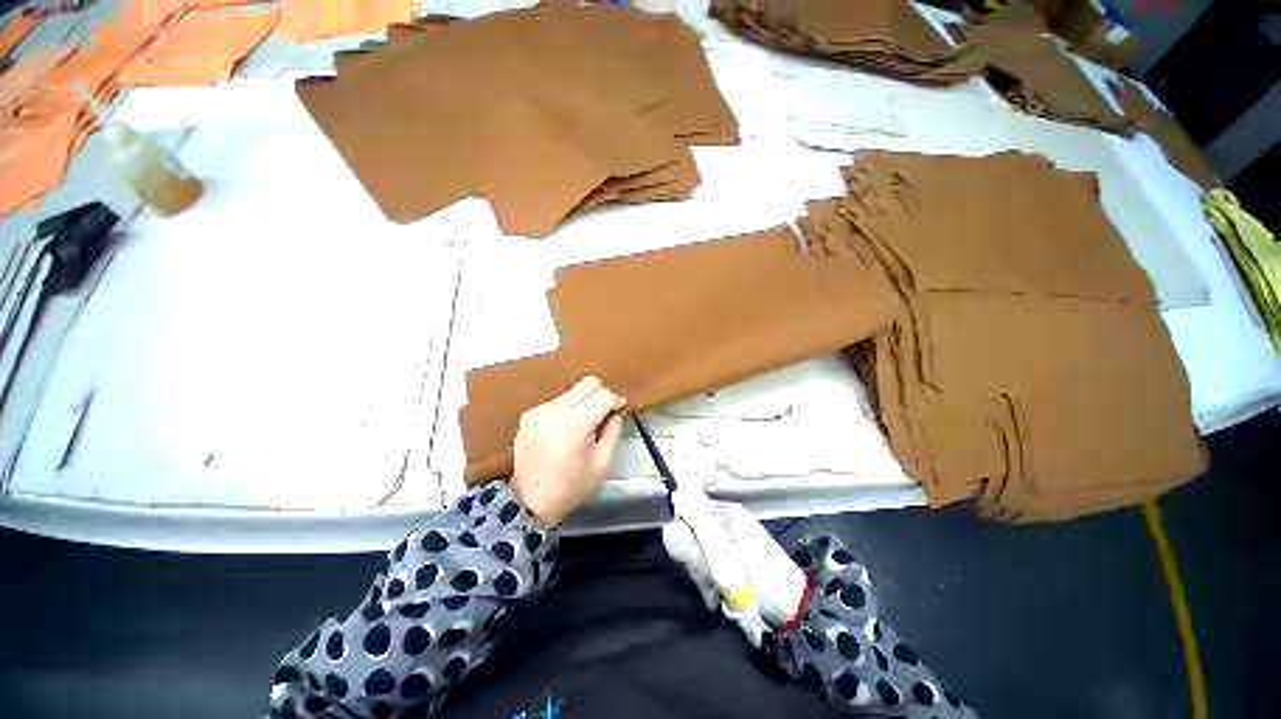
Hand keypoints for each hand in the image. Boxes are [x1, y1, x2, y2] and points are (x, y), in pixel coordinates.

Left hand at [511, 376, 626, 524]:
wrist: (528, 502)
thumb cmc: (570, 487)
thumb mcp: (602, 464)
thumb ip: (613, 432)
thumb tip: (616, 412)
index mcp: (575, 423)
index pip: (603, 394)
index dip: (616, 400)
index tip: (620, 408)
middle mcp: (555, 409)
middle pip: (587, 383)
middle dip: (601, 395)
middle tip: (604, 413)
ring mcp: (539, 410)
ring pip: (572, 391)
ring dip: (583, 402)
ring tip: (583, 425)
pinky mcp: (528, 415)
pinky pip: (557, 402)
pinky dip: (567, 410)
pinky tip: (565, 430)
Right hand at [663, 501, 806, 631]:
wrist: (793, 606)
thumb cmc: (762, 577)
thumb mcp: (726, 561)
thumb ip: (696, 543)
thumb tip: (670, 527)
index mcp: (725, 511)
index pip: (687, 508)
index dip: (681, 531)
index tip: (685, 556)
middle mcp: (723, 518)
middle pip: (690, 530)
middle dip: (693, 557)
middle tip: (705, 579)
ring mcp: (727, 537)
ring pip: (696, 548)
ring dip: (700, 571)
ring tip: (715, 593)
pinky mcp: (729, 555)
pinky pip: (706, 561)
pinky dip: (708, 578)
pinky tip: (716, 595)